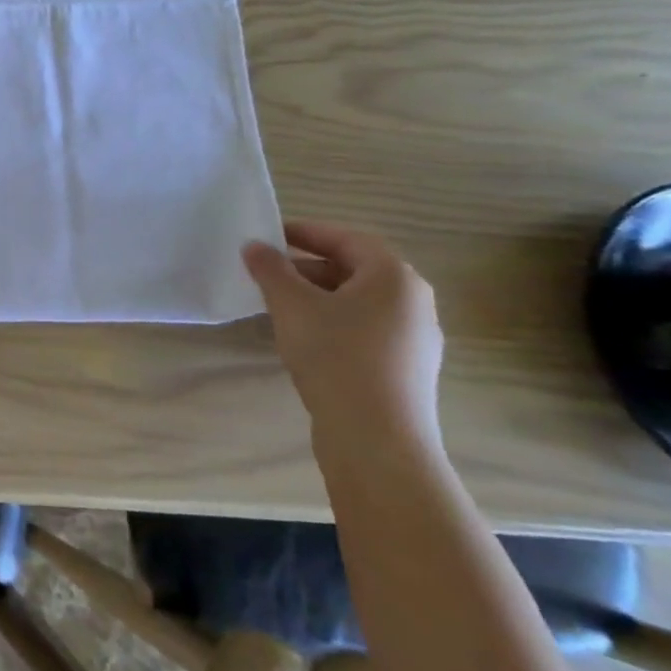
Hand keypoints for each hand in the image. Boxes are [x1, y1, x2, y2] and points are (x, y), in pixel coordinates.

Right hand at [242, 220, 444, 455]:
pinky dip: (334, 322)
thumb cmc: (335, 356)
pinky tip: (306, 340)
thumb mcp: (291, 305)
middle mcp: (414, 302)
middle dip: (308, 267)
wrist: (376, 438)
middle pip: (355, 270)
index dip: (305, 232)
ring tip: (280, 307)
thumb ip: (270, 269)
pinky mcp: (407, 368)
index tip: (269, 236)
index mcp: (395, 277)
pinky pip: (366, 329)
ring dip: (318, 296)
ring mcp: (416, 338)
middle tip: (268, 273)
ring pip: (359, 302)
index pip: (347, 238)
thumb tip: (254, 246)